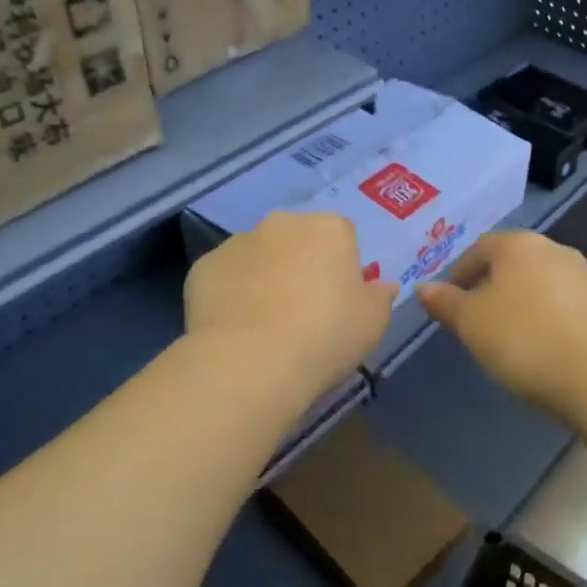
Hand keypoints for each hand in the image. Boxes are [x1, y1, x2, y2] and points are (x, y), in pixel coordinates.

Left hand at [184, 211, 397, 406]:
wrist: (250, 363)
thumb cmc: (325, 337)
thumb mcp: (373, 323)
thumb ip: (380, 296)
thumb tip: (383, 285)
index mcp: (328, 228)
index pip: (342, 236)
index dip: (341, 267)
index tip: (338, 301)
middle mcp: (282, 223)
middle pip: (297, 239)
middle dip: (300, 264)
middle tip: (303, 310)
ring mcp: (238, 242)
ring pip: (258, 255)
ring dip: (263, 276)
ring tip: (264, 324)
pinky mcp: (204, 266)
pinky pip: (225, 276)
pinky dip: (230, 294)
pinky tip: (234, 328)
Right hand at [417, 232, 586, 418]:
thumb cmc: (524, 339)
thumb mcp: (470, 322)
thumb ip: (445, 302)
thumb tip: (423, 288)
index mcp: (518, 244)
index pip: (478, 249)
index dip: (458, 275)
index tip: (449, 304)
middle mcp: (553, 249)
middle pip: (510, 264)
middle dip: (489, 288)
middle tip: (474, 322)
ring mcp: (584, 276)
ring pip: (536, 284)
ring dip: (518, 304)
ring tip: (506, 339)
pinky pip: (561, 305)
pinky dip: (544, 319)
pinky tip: (540, 347)